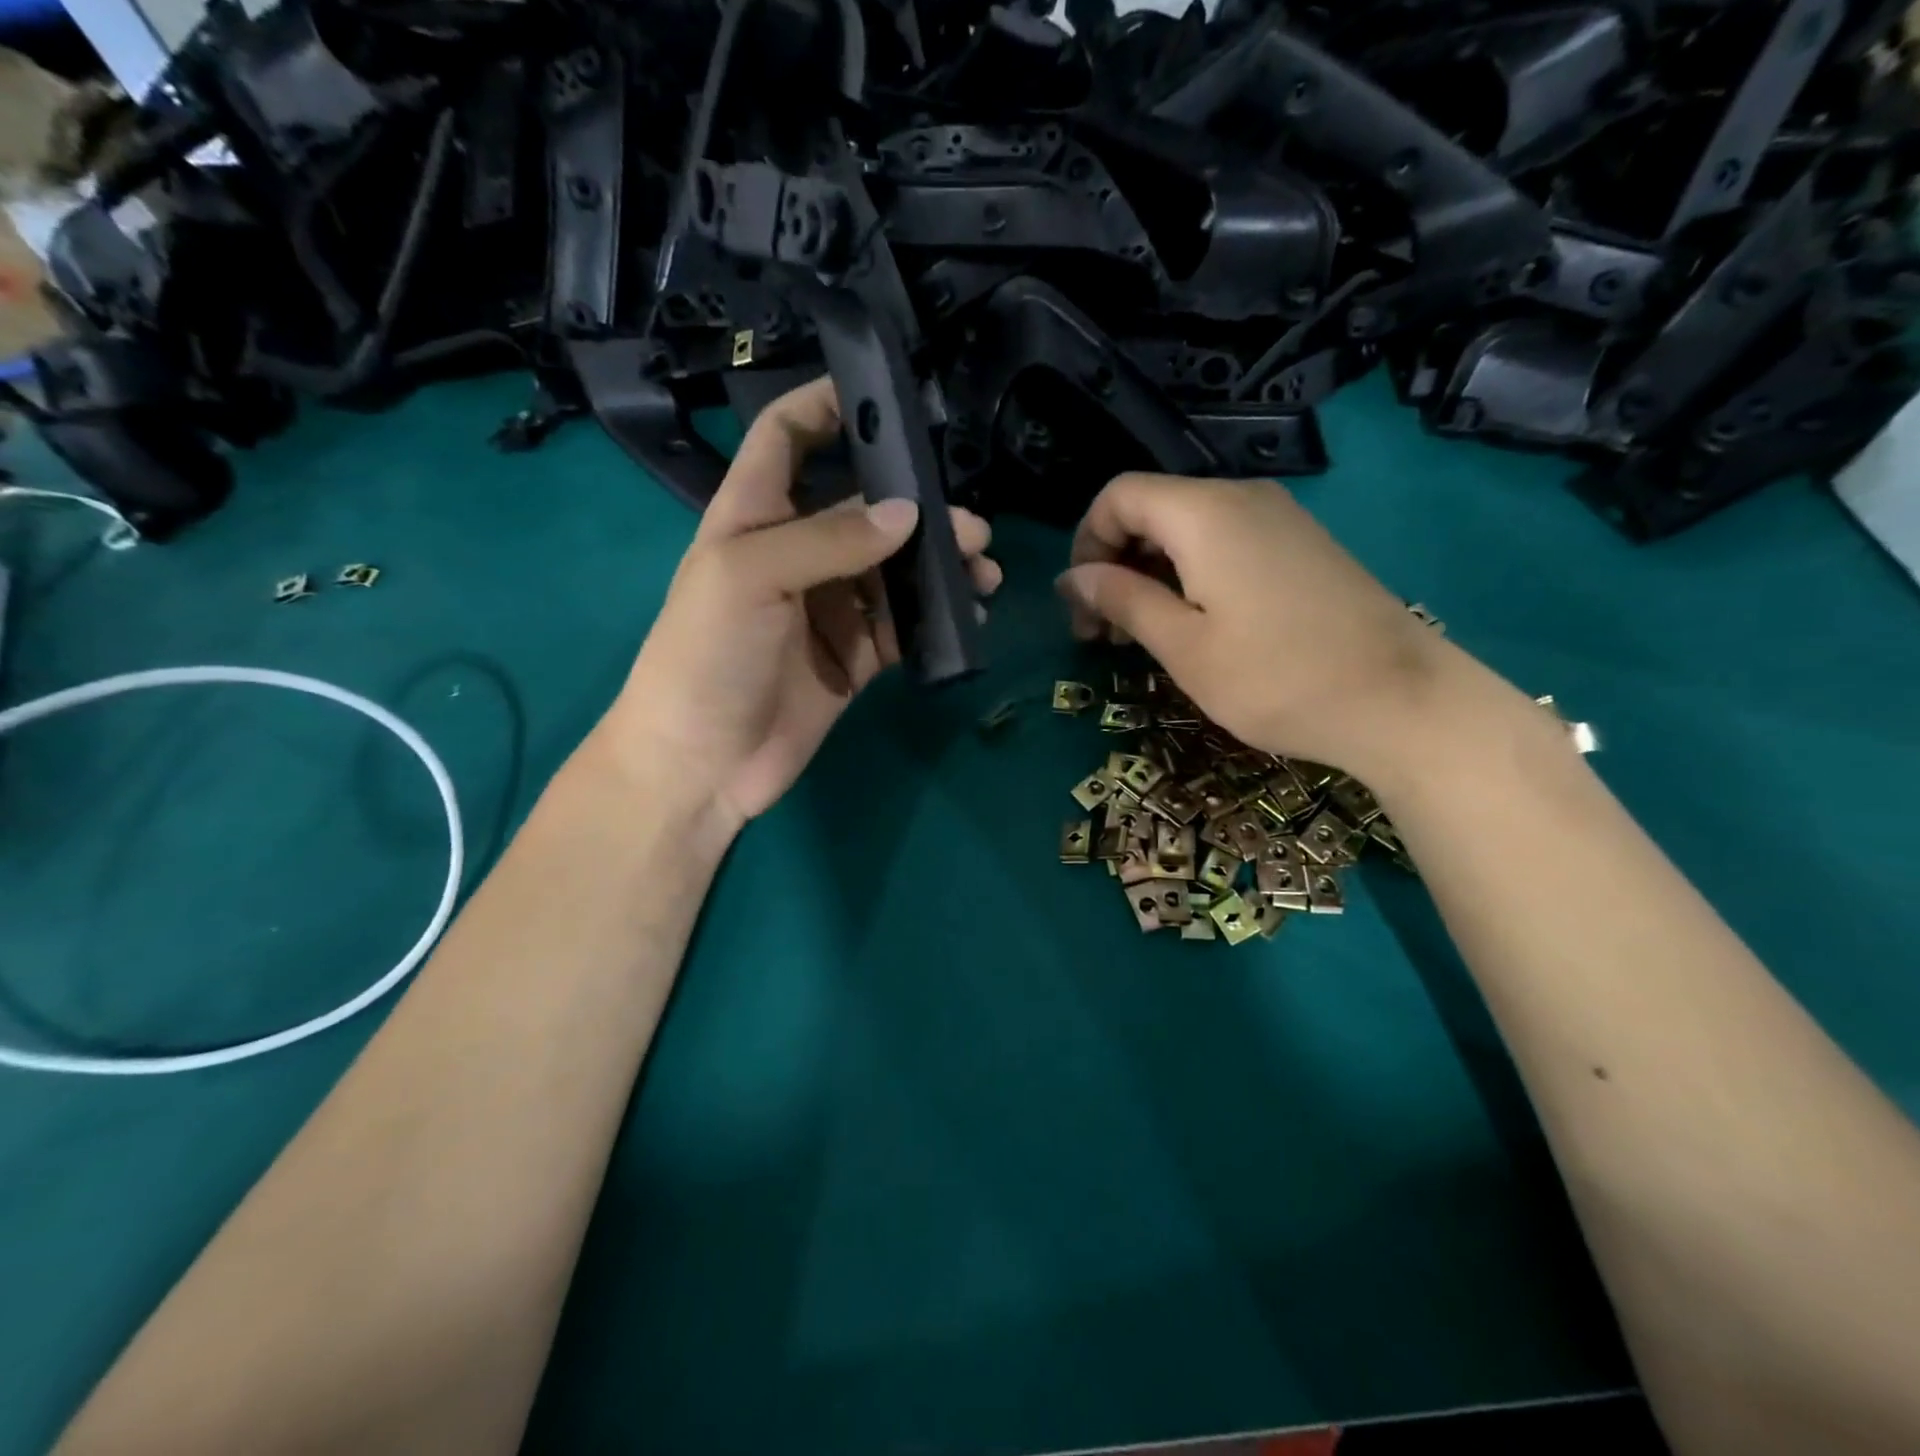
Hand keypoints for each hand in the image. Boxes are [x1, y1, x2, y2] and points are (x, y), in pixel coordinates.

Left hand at [593, 378, 1000, 831]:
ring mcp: (828, 608)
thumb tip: (910, 515)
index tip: (884, 396)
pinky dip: (935, 618)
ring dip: (938, 567)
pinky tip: (967, 615)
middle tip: (972, 528)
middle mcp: (796, 554)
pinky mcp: (854, 657)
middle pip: (864, 510)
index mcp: (754, 517)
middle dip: (918, 510)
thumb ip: (830, 539)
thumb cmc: (706, 656)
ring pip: (893, 571)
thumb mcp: (751, 576)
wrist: (703, 763)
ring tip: (982, 572)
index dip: (826, 408)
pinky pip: (902, 626)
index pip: (787, 439)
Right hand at [1056, 473, 1489, 784]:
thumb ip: (1123, 601)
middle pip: (1151, 509)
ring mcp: (1278, 518)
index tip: (1082, 605)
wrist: (1400, 700)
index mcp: (1205, 513)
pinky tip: (1192, 625)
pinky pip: (1224, 542)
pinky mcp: (1300, 545)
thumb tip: (1072, 578)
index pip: (1118, 495)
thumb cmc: (1276, 678)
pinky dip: (1189, 574)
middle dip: (1114, 563)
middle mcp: (1241, 497)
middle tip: (1102, 634)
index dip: (1086, 543)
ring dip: (1149, 574)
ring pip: (1186, 528)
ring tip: (1141, 636)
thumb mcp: (1184, 647)